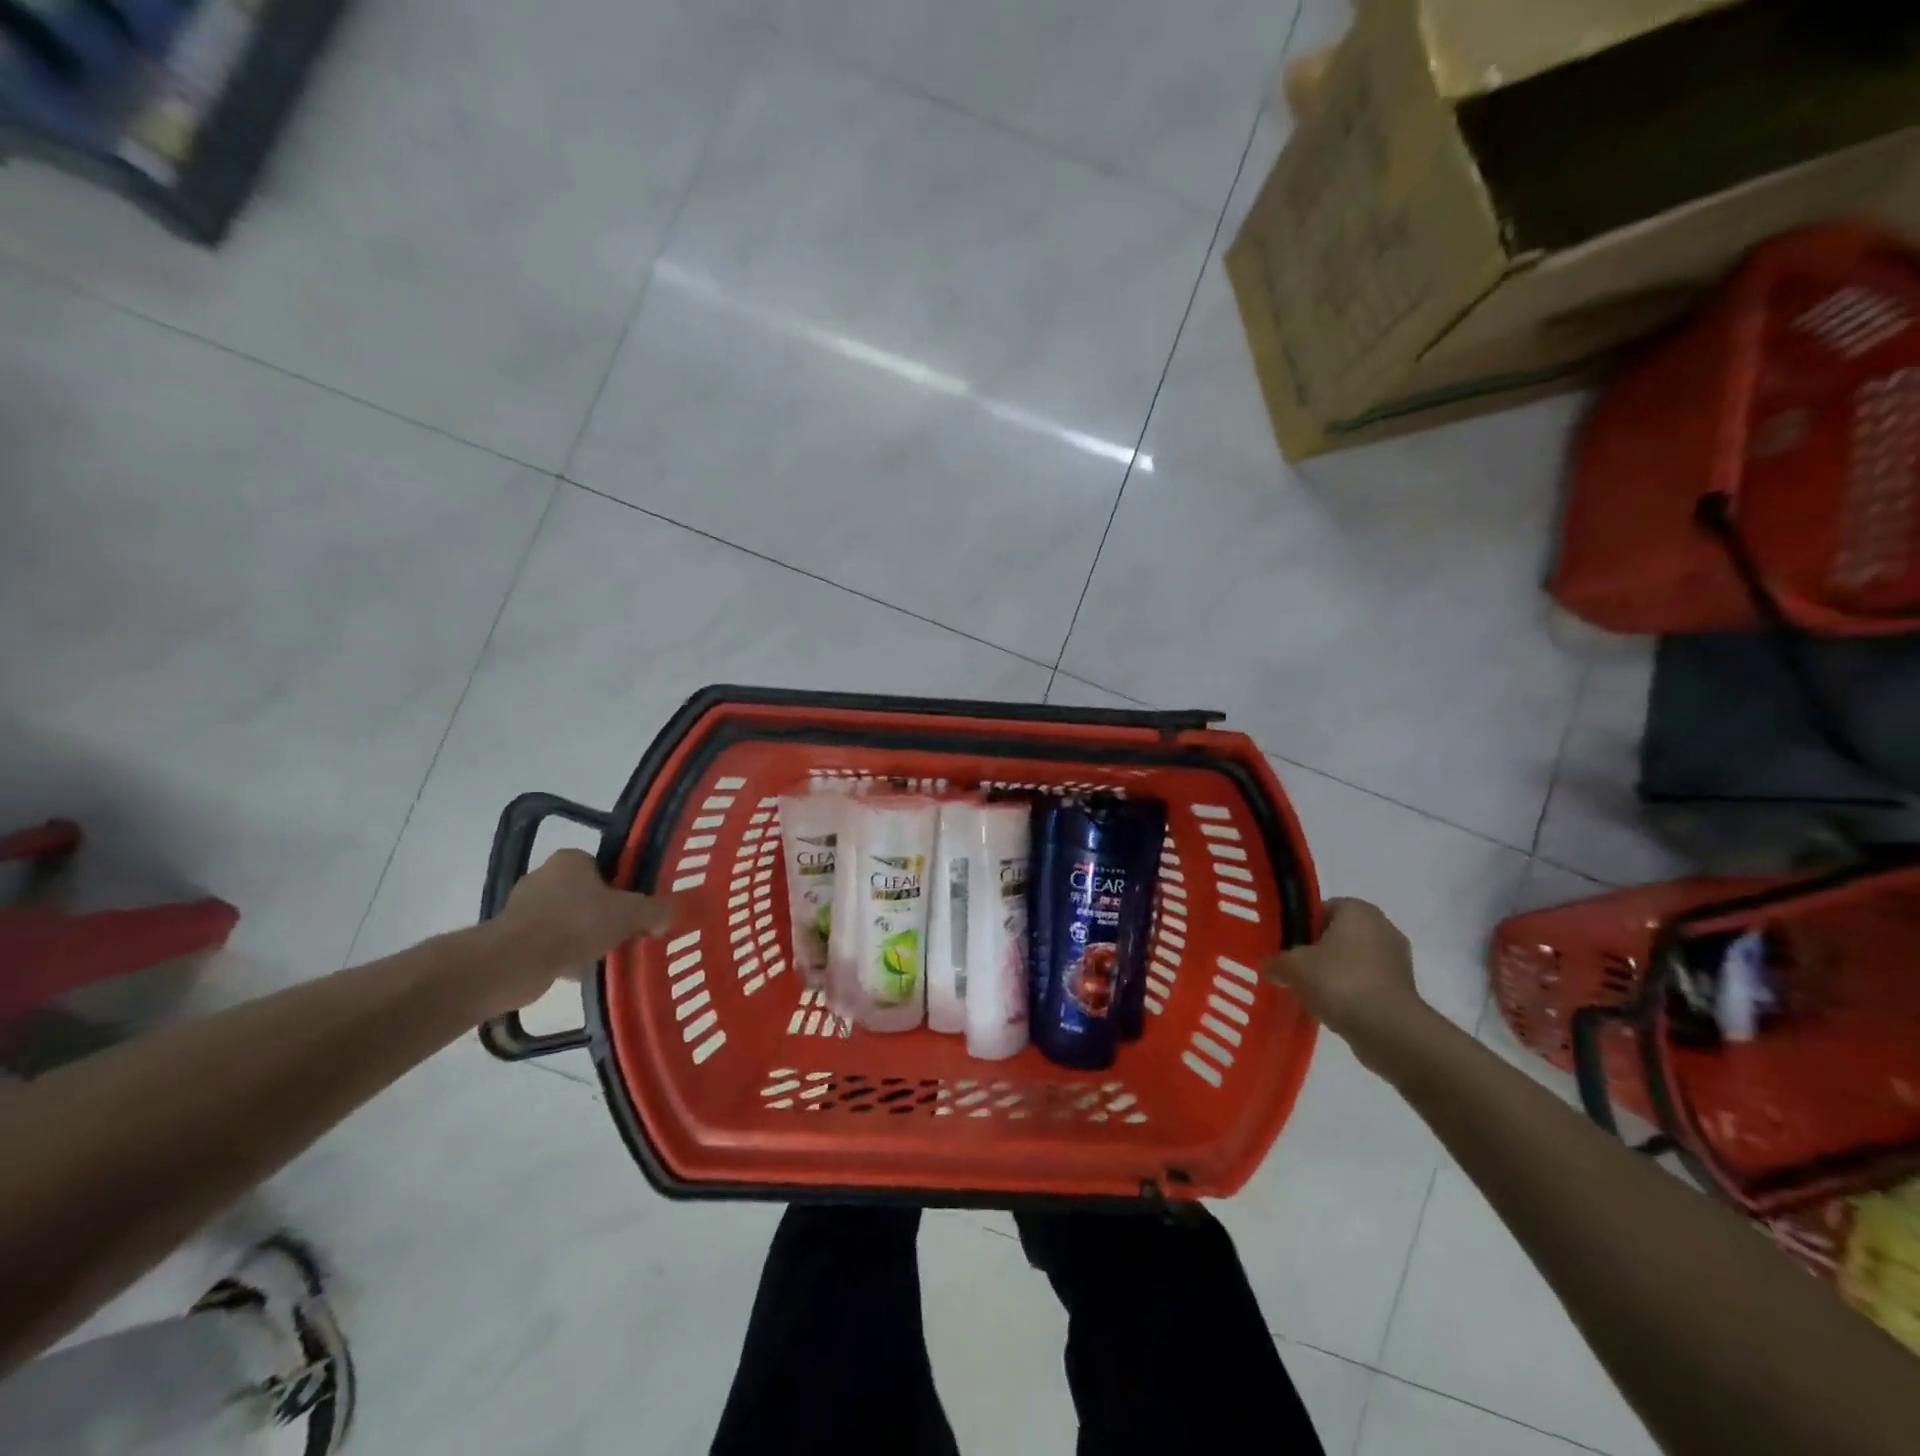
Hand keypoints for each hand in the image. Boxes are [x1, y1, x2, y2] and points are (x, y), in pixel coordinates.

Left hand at [485, 849, 680, 1008]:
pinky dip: (563, 954)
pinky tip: (578, 972)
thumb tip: (669, 913)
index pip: (604, 867)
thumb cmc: (577, 924)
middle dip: (603, 914)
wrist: (515, 962)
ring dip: (583, 937)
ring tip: (603, 957)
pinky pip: (548, 942)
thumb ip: (654, 910)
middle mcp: (544, 875)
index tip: (634, 909)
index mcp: (571, 859)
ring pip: (567, 920)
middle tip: (624, 934)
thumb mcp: (630, 914)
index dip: (622, 887)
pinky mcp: (510, 936)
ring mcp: (523, 906)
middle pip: (586, 894)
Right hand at [1265, 898, 1422, 1046]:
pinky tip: (1332, 1009)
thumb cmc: (1339, 981)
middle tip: (1295, 968)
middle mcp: (1383, 927)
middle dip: (1318, 951)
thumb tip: (1269, 967)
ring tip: (1311, 993)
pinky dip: (1351, 993)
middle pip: (1339, 935)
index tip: (1287, 945)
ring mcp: (1398, 960)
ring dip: (1334, 974)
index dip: (1302, 926)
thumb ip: (1276, 962)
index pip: (1323, 908)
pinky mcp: (1404, 990)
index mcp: (1358, 910)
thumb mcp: (1292, 967)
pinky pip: (1367, 984)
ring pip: (1353, 961)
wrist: (1388, 1029)